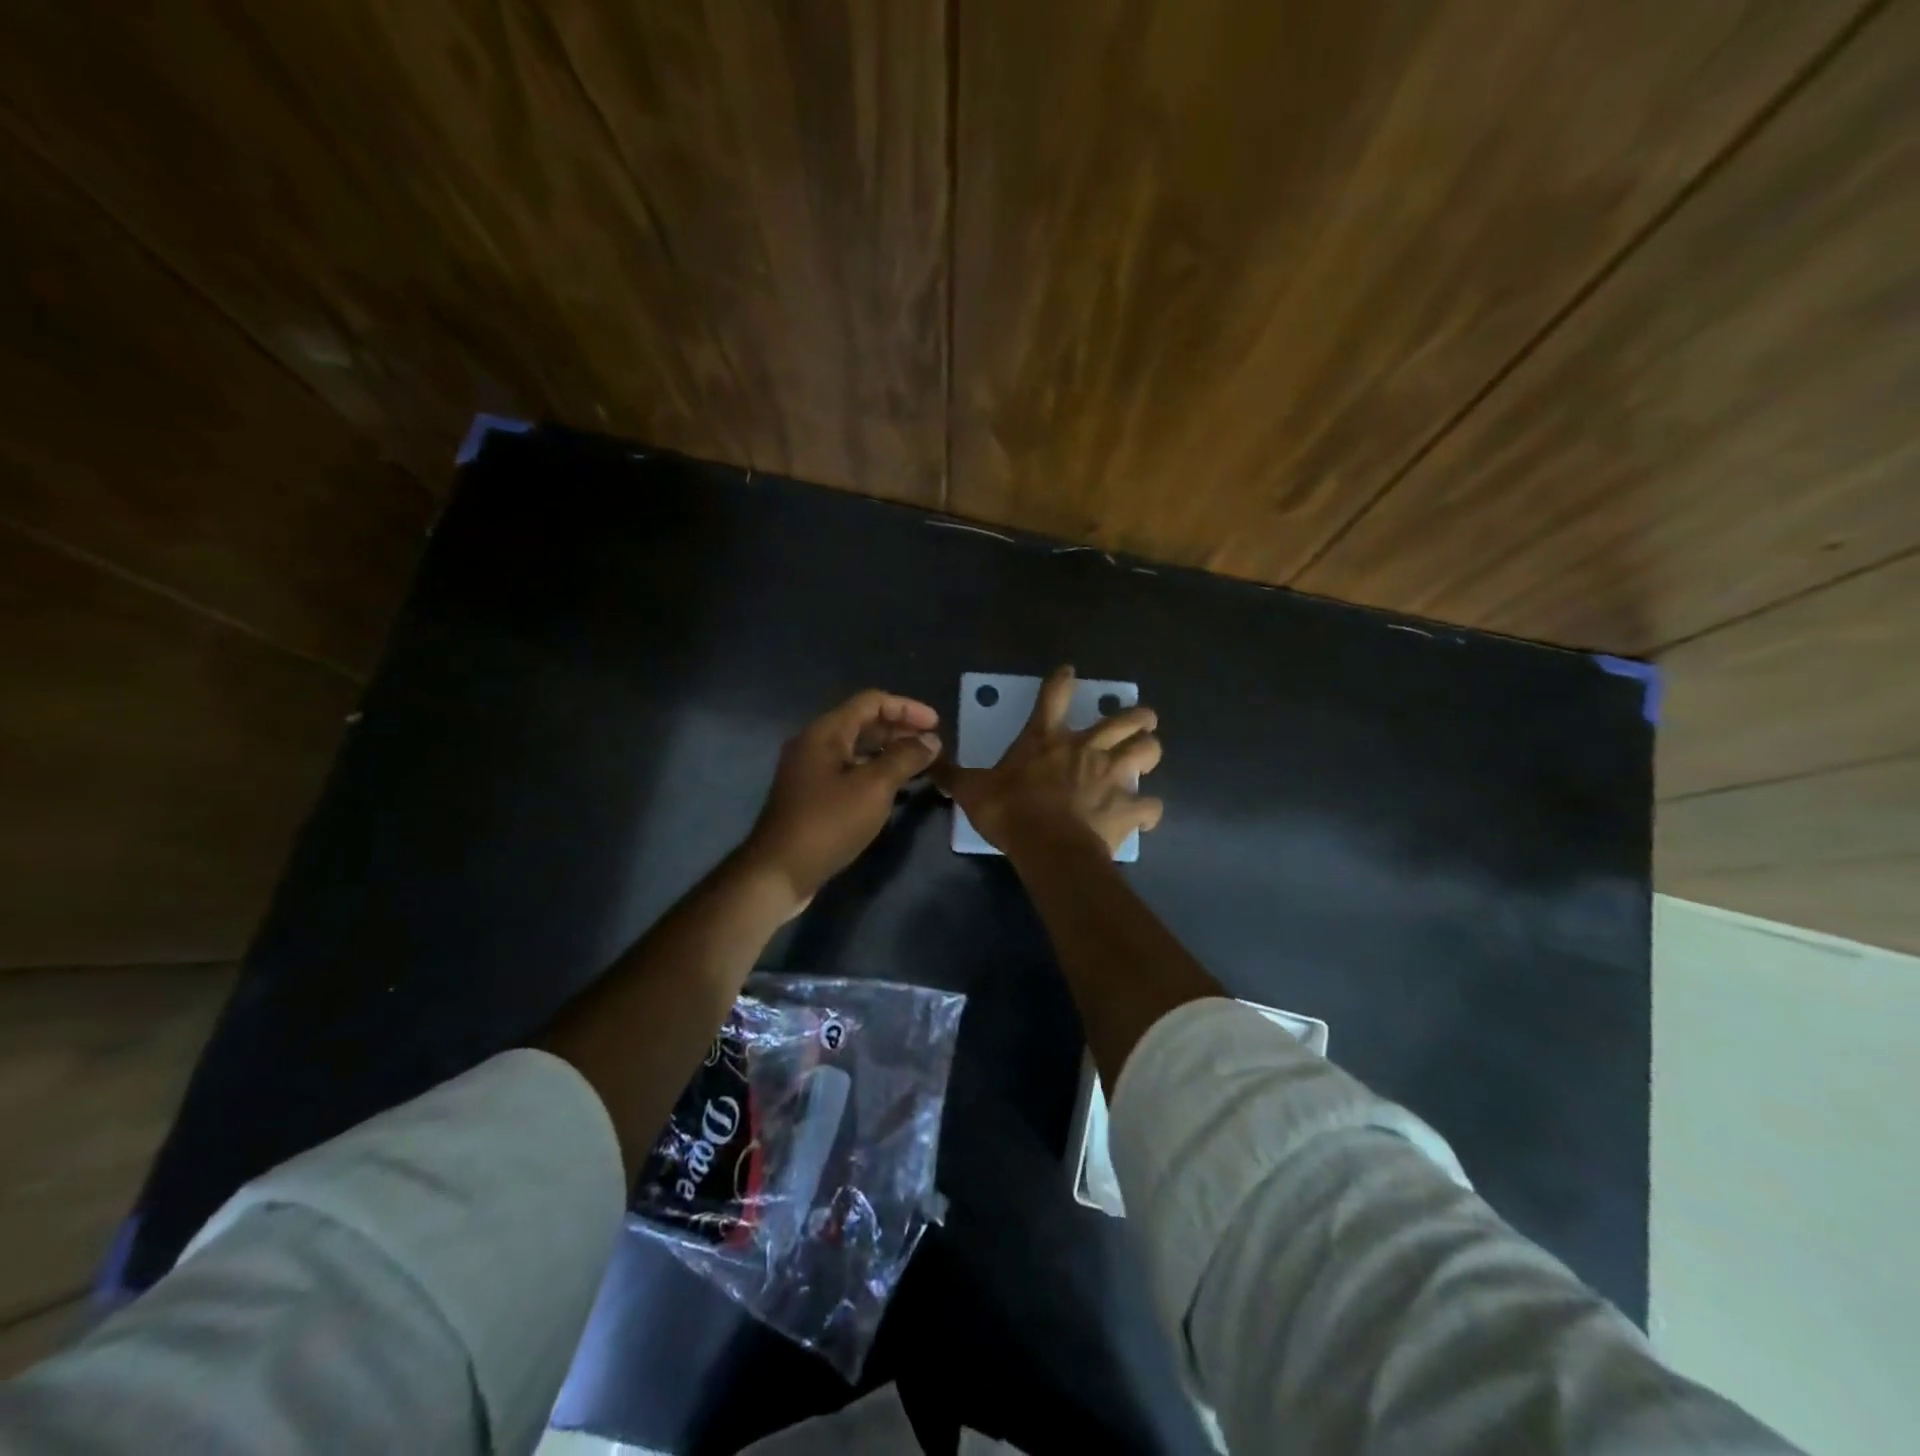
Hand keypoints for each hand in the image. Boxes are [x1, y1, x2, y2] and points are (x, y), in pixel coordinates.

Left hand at [743, 689, 941, 907]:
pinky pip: (849, 771)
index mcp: (825, 732)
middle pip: (863, 723)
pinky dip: (875, 772)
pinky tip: (895, 789)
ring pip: (857, 749)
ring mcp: (811, 771)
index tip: (937, 724)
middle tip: (932, 746)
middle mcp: (815, 744)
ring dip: (889, 752)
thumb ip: (905, 758)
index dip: (907, 708)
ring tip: (920, 765)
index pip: (871, 702)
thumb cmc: (828, 823)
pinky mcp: (812, 795)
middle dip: (900, 730)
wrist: (779, 871)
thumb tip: (931, 741)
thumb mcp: (874, 787)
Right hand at [930, 665, 1162, 855]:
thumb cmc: (1011, 812)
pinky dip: (1149, 809)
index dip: (1061, 679)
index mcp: (1048, 739)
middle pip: (1125, 719)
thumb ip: (954, 775)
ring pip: (1148, 750)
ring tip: (1149, 753)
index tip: (1068, 671)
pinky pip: (1150, 806)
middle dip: (1138, 715)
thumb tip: (929, 763)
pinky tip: (1145, 813)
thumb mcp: (973, 792)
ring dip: (1150, 750)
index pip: (1054, 695)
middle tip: (1142, 718)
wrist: (1050, 848)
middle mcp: (1087, 749)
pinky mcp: (1129, 807)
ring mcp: (1113, 776)